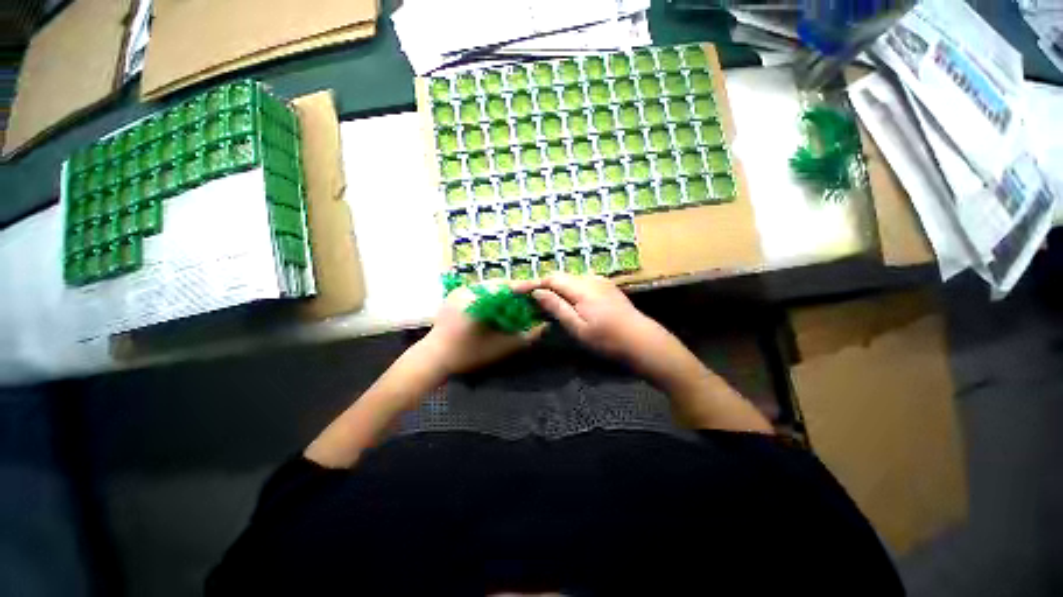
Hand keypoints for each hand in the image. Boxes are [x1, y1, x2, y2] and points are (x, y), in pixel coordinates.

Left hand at [419, 283, 546, 375]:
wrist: (433, 358)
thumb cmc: (468, 354)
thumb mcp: (501, 347)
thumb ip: (525, 337)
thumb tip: (544, 326)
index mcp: (478, 299)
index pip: (507, 287)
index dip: (525, 286)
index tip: (541, 285)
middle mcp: (467, 289)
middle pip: (498, 283)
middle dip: (516, 289)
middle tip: (530, 295)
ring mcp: (459, 291)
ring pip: (489, 286)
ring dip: (504, 292)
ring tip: (517, 300)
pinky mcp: (454, 295)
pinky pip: (479, 291)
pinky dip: (492, 295)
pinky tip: (499, 304)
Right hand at [518, 273, 659, 363]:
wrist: (642, 341)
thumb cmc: (608, 339)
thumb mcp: (578, 327)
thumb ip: (557, 307)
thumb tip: (537, 292)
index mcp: (582, 288)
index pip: (551, 279)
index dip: (532, 283)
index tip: (515, 290)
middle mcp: (591, 279)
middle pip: (560, 277)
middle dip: (542, 286)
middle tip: (527, 299)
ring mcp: (601, 282)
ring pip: (570, 281)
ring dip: (556, 289)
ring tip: (544, 303)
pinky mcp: (606, 288)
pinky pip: (581, 284)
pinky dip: (568, 291)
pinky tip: (566, 303)